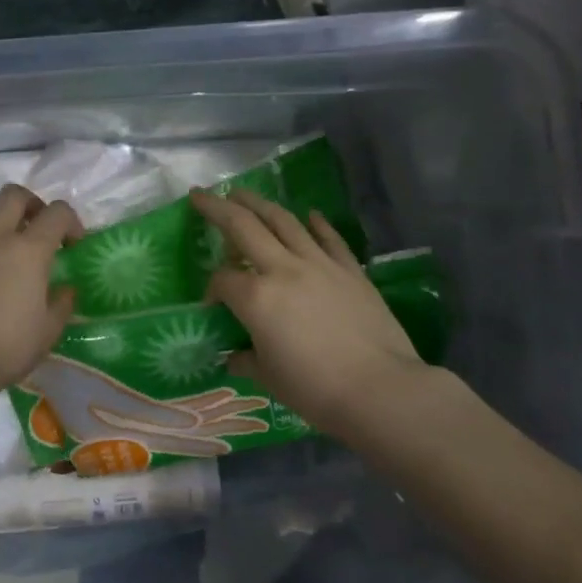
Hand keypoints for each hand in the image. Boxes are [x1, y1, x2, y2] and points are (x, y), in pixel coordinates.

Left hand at [0, 184, 82, 408]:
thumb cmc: (5, 347)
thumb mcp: (48, 331)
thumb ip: (61, 304)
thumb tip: (65, 289)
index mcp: (29, 250)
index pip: (57, 212)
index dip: (72, 221)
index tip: (74, 244)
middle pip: (14, 194)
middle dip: (33, 204)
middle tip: (40, 229)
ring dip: (2, 220)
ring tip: (9, 248)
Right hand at [191, 187, 428, 433]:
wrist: (380, 389)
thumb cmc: (315, 390)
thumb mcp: (270, 379)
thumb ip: (247, 360)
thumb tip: (235, 356)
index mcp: (256, 298)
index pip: (222, 280)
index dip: (211, 289)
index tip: (213, 305)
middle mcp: (283, 269)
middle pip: (244, 227)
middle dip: (218, 208)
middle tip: (201, 194)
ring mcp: (319, 264)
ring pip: (284, 221)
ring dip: (260, 203)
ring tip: (243, 193)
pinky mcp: (350, 270)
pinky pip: (329, 238)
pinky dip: (317, 223)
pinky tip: (309, 214)